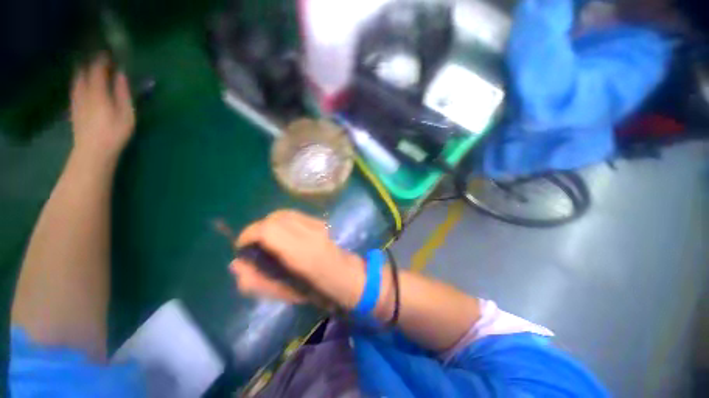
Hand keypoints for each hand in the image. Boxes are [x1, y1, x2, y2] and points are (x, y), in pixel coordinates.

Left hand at [70, 54, 134, 162]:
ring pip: (77, 80)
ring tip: (89, 68)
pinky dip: (78, 82)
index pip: (97, 69)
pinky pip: (74, 89)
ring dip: (83, 71)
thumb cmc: (115, 133)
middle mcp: (84, 92)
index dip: (102, 60)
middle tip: (99, 60)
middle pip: (84, 72)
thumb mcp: (126, 114)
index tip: (109, 53)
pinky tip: (81, 83)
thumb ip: (122, 92)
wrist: (93, 152)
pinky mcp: (73, 109)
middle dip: (90, 63)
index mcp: (98, 92)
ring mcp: (76, 101)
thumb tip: (121, 74)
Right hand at [230, 210, 366, 308]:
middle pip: (275, 218)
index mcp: (302, 253)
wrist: (345, 276)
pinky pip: (294, 215)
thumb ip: (257, 281)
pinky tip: (283, 234)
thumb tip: (236, 264)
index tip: (242, 248)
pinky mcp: (320, 222)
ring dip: (269, 224)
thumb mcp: (284, 294)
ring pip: (284, 214)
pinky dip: (282, 221)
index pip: (269, 229)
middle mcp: (310, 233)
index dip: (249, 234)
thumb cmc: (317, 290)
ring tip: (266, 240)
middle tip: (253, 245)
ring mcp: (318, 225)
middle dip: (257, 229)